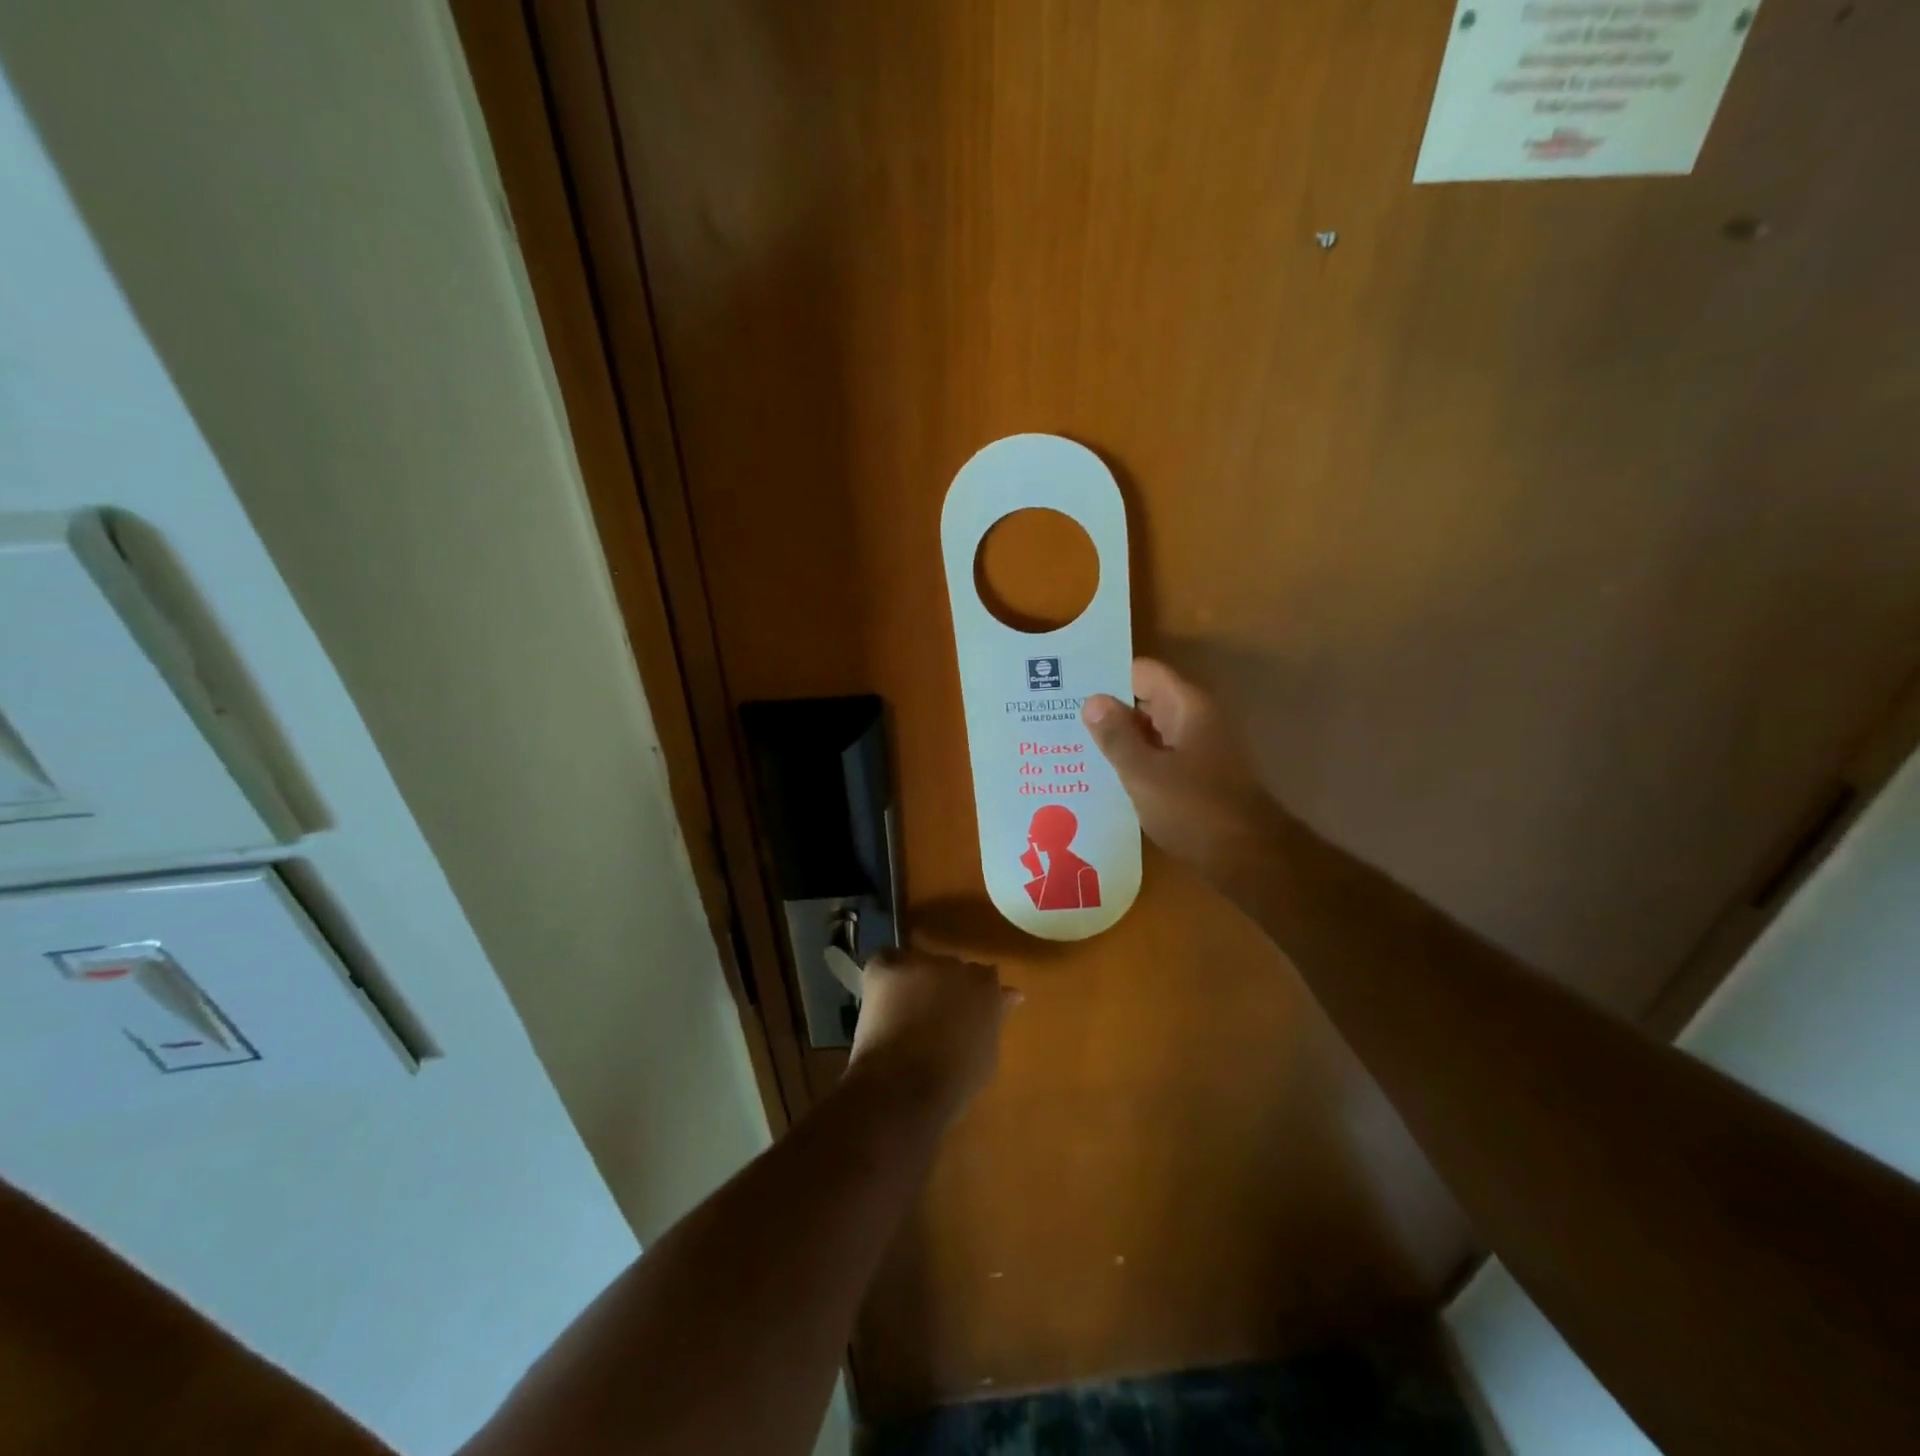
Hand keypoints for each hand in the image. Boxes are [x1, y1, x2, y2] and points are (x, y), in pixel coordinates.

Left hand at [846, 949, 1018, 1121]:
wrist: (905, 1086)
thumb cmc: (955, 1082)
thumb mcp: (987, 1052)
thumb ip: (995, 1017)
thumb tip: (1010, 994)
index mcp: (986, 984)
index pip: (983, 977)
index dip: (969, 997)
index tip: (961, 1016)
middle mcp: (956, 965)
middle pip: (950, 969)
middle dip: (943, 988)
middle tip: (930, 1019)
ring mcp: (921, 963)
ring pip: (918, 965)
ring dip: (914, 983)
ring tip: (902, 1015)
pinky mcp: (887, 968)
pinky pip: (886, 962)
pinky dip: (884, 977)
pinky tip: (882, 1001)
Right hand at [1083, 658, 1286, 889]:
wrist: (1248, 859)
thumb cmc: (1194, 809)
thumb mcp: (1144, 773)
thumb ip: (1116, 736)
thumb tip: (1092, 700)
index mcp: (1187, 707)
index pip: (1142, 672)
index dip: (1107, 677)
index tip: (1069, 690)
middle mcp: (1195, 720)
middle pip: (1145, 700)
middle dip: (1107, 710)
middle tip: (1060, 722)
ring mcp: (1199, 749)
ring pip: (1150, 732)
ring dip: (1119, 739)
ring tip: (1072, 750)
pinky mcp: (1197, 777)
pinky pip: (1159, 757)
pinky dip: (1135, 762)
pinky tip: (1104, 779)